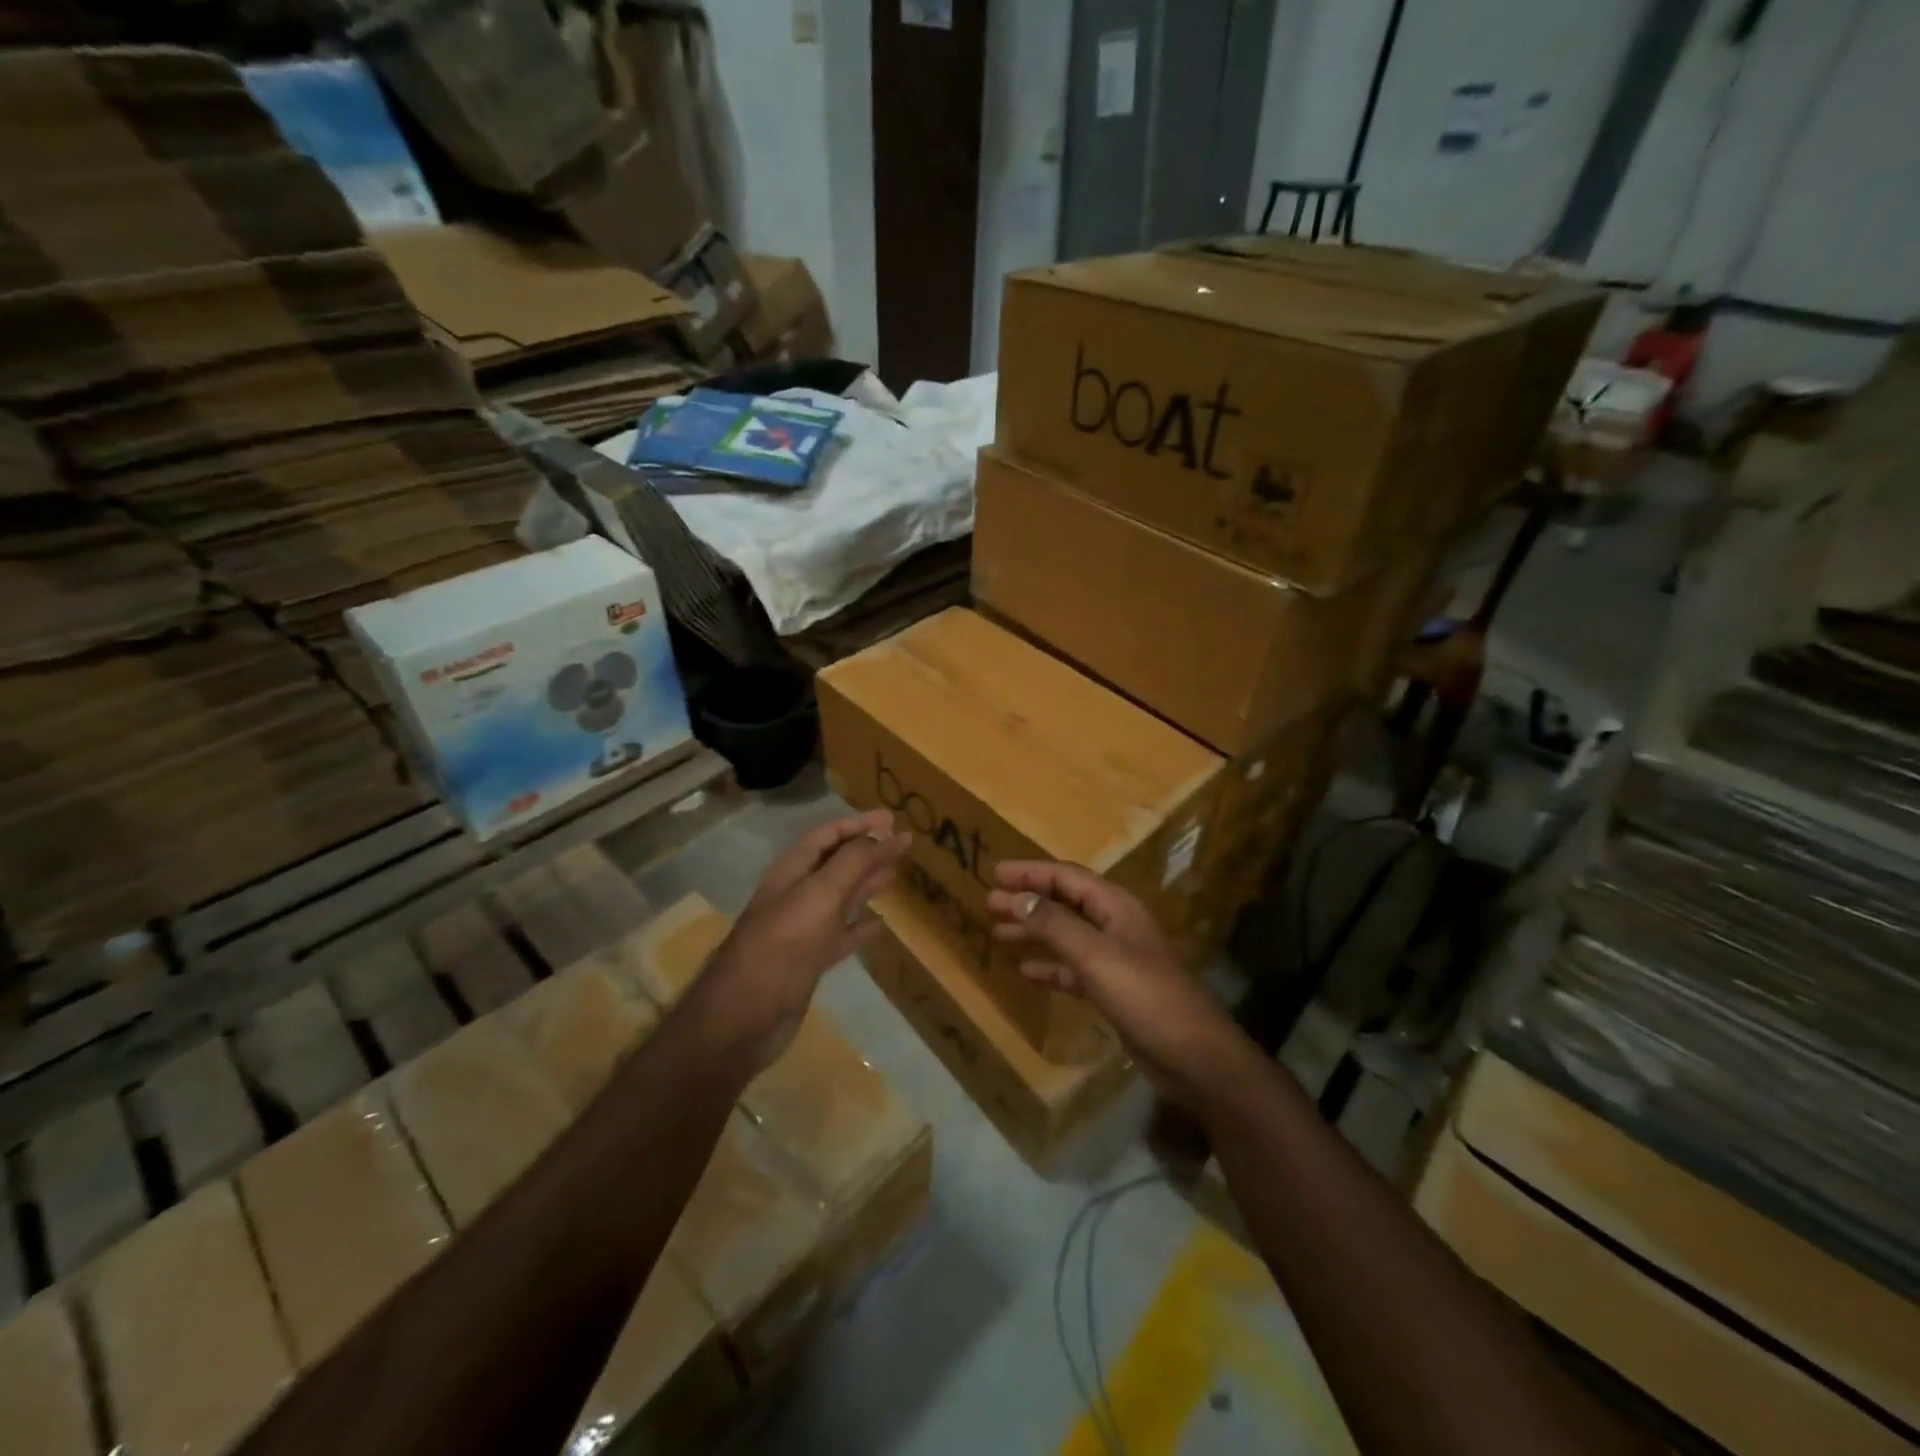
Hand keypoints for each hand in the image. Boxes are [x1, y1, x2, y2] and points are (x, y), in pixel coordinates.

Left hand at [694, 810, 909, 1071]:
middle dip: (867, 850)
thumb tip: (883, 836)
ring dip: (867, 882)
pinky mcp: (808, 960)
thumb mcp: (820, 894)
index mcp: (792, 872)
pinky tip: (880, 924)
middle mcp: (796, 894)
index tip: (892, 819)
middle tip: (903, 842)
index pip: (827, 835)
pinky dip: (860, 926)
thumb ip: (852, 862)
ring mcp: (802, 929)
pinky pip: (840, 935)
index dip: (859, 824)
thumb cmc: (783, 945)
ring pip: (840, 897)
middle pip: (836, 863)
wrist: (745, 1015)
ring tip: (895, 873)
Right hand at [986, 862, 1251, 1110]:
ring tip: (998, 933)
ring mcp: (1116, 959)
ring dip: (1034, 932)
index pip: (1067, 877)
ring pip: (1066, 936)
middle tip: (989, 903)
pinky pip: (1074, 969)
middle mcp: (1115, 925)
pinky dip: (1050, 967)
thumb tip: (1016, 897)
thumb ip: (1054, 924)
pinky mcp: (1114, 990)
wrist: (1194, 1057)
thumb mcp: (1095, 955)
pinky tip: (1026, 972)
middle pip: (1065, 903)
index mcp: (1116, 906)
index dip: (1030, 872)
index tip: (994, 873)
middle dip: (1028, 900)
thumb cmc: (1145, 995)